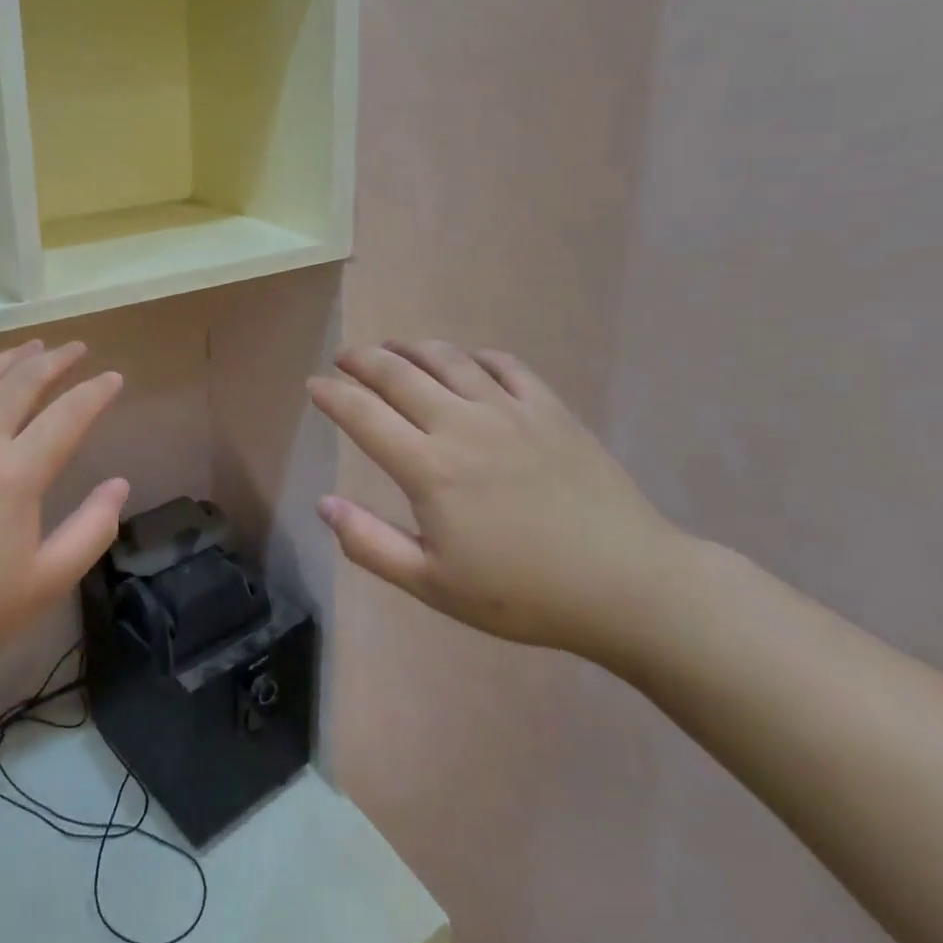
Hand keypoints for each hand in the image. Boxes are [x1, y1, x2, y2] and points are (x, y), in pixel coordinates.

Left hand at [0, 341, 128, 705]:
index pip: (68, 415)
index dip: (96, 392)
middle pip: (22, 381)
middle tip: (76, 349)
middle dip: (56, 359)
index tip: (114, 378)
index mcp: (16, 474)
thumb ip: (92, 530)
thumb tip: (119, 484)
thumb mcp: (45, 582)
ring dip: (10, 357)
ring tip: (33, 347)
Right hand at [308, 342, 687, 661]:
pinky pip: (503, 364)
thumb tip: (324, 504)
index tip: (313, 385)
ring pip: (447, 358)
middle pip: (398, 374)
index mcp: (429, 468)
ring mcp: (509, 410)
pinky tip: (465, 363)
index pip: (363, 414)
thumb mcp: (434, 585)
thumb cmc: (523, 594)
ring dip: (410, 348)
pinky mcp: (549, 408)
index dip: (332, 395)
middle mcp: (462, 424)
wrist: (628, 586)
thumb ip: (370, 544)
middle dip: (362, 360)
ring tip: (392, 349)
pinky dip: (473, 356)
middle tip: (344, 358)